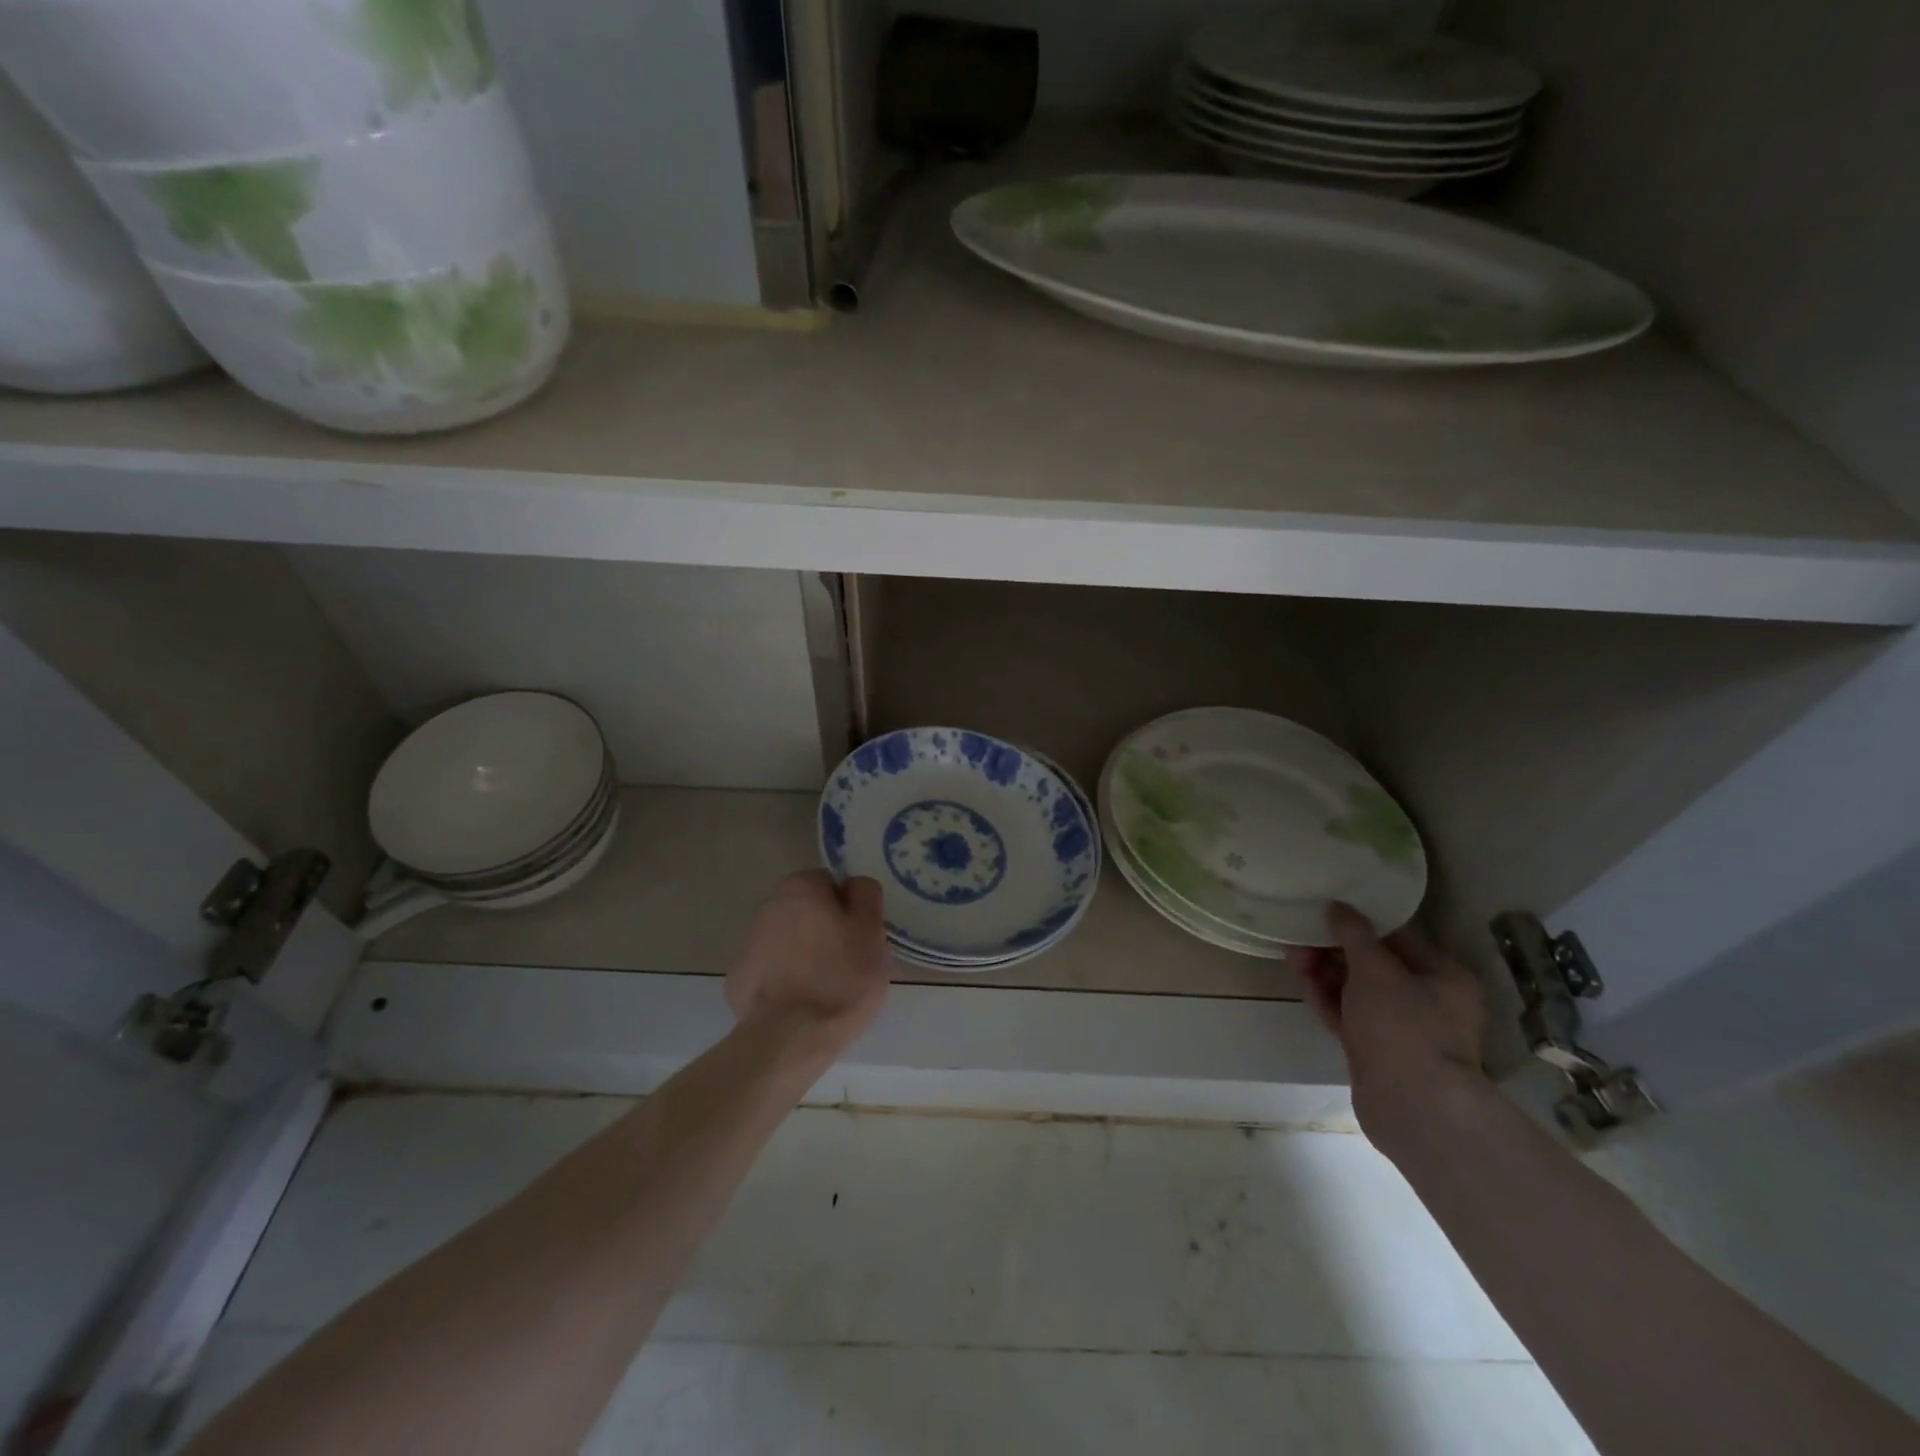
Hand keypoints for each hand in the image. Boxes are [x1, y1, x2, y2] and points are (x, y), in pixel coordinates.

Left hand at [724, 871, 893, 1056]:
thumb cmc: (841, 978)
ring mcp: (747, 945)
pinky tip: (799, 1004)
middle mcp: (767, 907)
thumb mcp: (871, 931)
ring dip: (803, 954)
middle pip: (805, 911)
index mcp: (800, 888)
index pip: (829, 882)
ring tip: (825, 988)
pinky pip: (770, 971)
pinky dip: (783, 980)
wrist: (790, 1039)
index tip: (859, 935)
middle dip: (823, 929)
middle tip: (848, 961)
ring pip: (787, 941)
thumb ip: (865, 895)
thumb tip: (852, 885)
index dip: (848, 907)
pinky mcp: (737, 980)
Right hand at [1285, 903, 1488, 1157]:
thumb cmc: (1404, 1027)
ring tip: (1292, 956)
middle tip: (1302, 935)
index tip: (1327, 911)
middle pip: (1373, 964)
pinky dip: (1325, 998)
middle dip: (1335, 949)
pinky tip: (1301, 981)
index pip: (1398, 938)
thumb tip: (1336, 906)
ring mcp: (1400, 1029)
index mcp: (1444, 977)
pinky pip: (1346, 1015)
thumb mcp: (1376, 970)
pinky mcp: (1375, 1051)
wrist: (1412, 1107)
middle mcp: (1428, 1001)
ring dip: (1324, 972)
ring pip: (1356, 990)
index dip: (1361, 923)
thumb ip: (1353, 934)